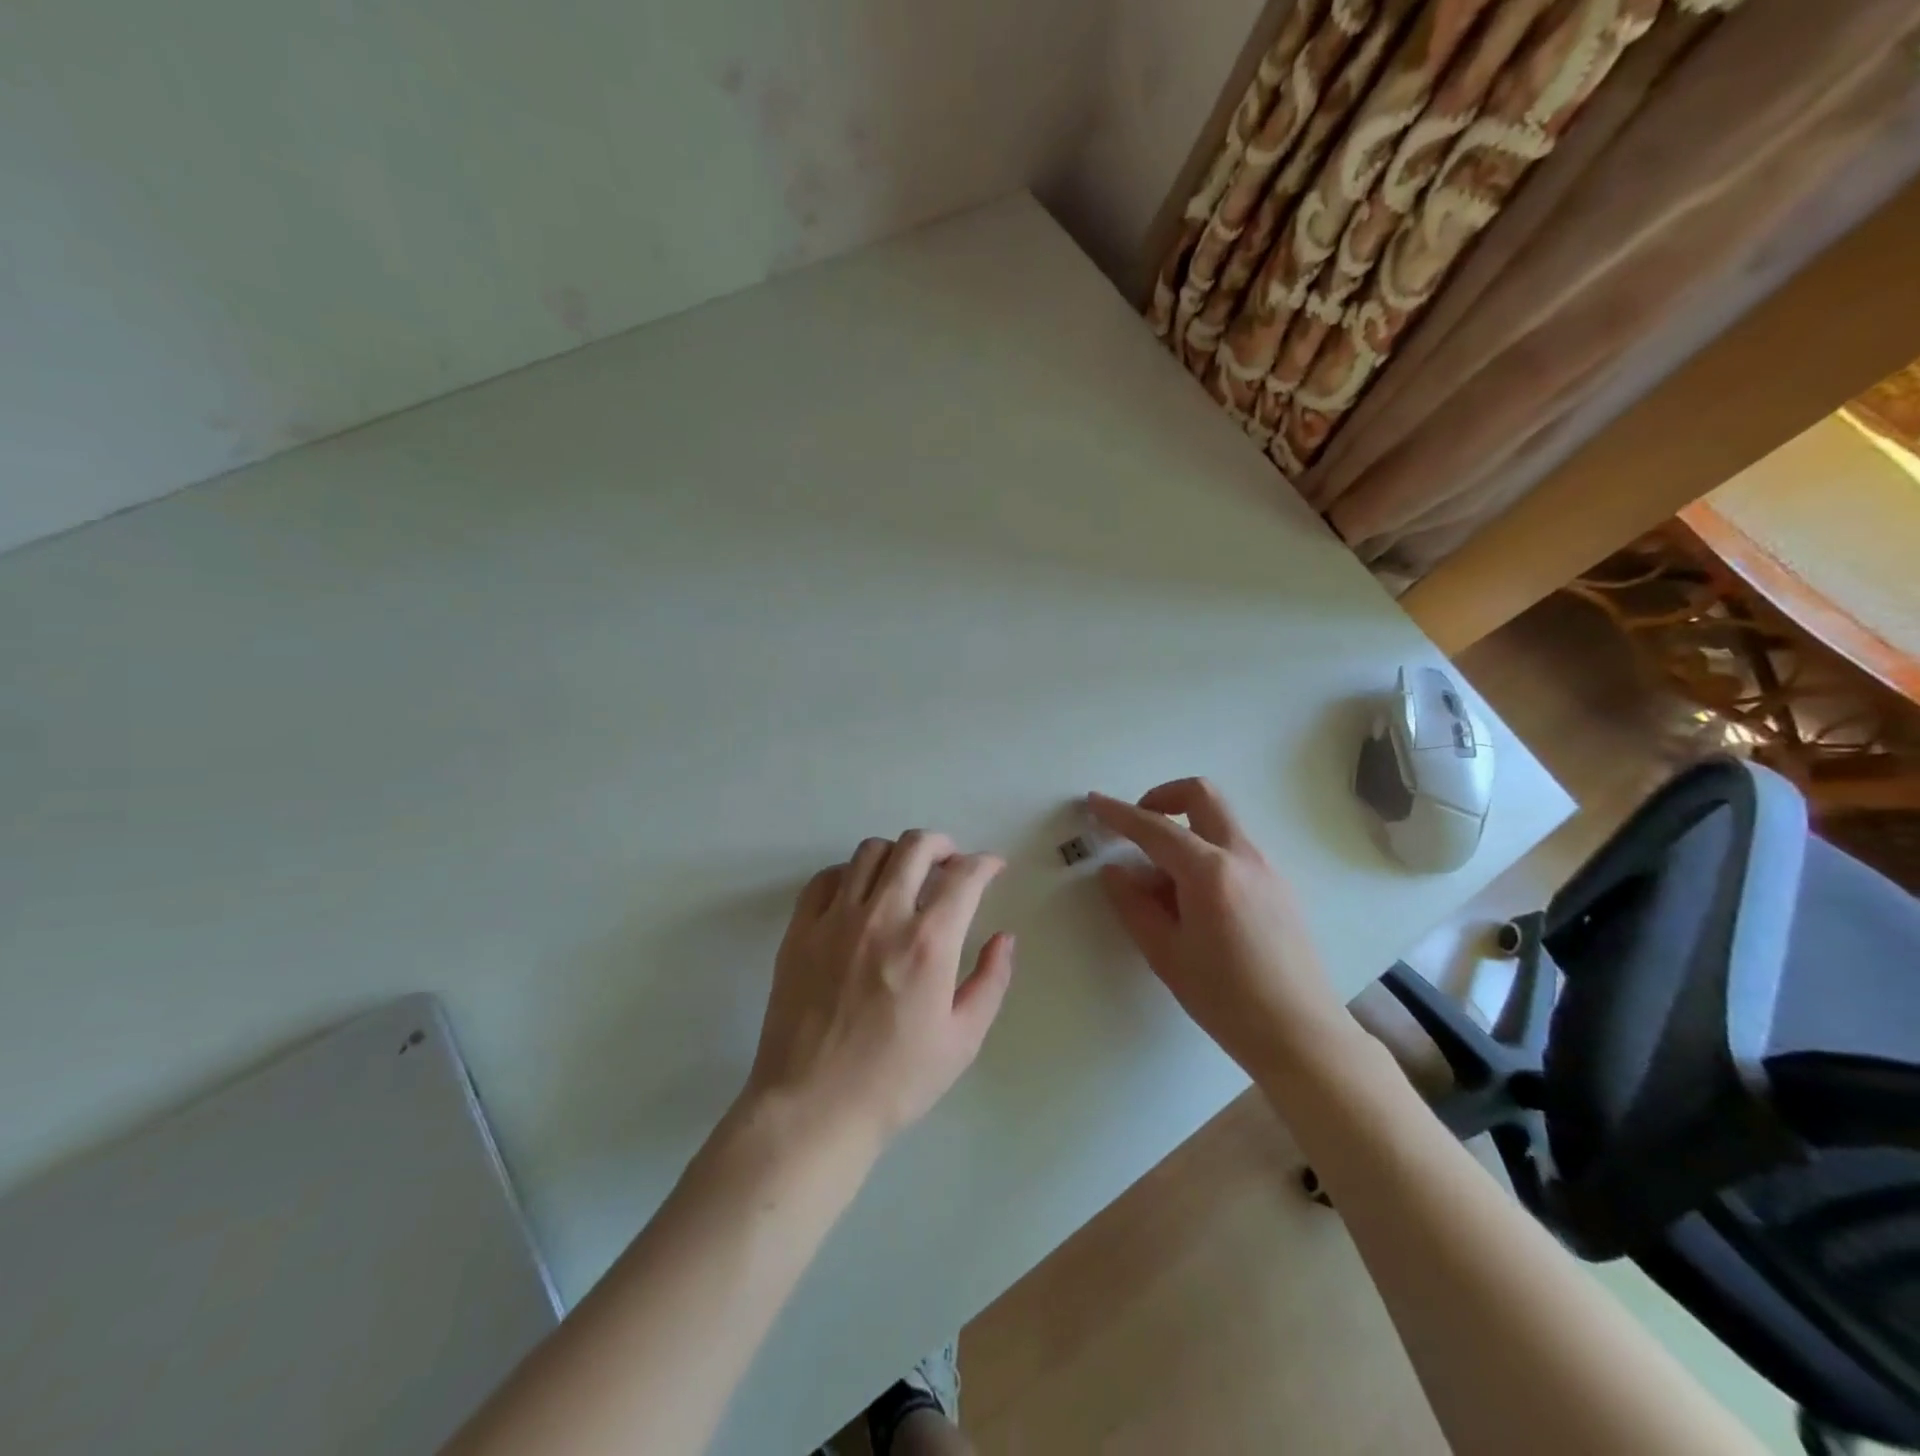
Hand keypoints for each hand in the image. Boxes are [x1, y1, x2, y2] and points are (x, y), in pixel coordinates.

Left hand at [742, 831, 1015, 1152]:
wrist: (813, 1108)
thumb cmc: (895, 1081)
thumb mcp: (962, 1040)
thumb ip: (991, 981)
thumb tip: (1004, 938)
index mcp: (928, 943)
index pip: (964, 876)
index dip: (985, 863)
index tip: (992, 867)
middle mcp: (882, 916)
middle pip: (915, 846)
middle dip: (943, 844)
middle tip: (951, 862)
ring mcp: (835, 919)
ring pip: (870, 852)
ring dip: (898, 854)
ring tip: (906, 875)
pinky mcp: (800, 930)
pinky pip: (826, 878)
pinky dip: (850, 873)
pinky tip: (859, 894)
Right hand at [1089, 779, 1348, 1078]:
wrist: (1301, 1035)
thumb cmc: (1225, 999)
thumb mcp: (1165, 954)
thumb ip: (1133, 905)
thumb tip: (1113, 871)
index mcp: (1210, 871)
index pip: (1155, 828)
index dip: (1119, 813)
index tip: (1094, 801)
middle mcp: (1243, 856)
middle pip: (1202, 796)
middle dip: (1163, 796)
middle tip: (1137, 826)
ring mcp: (1267, 868)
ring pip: (1219, 824)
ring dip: (1185, 832)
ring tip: (1162, 887)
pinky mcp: (1279, 886)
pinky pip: (1234, 850)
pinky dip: (1206, 855)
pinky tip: (1194, 904)